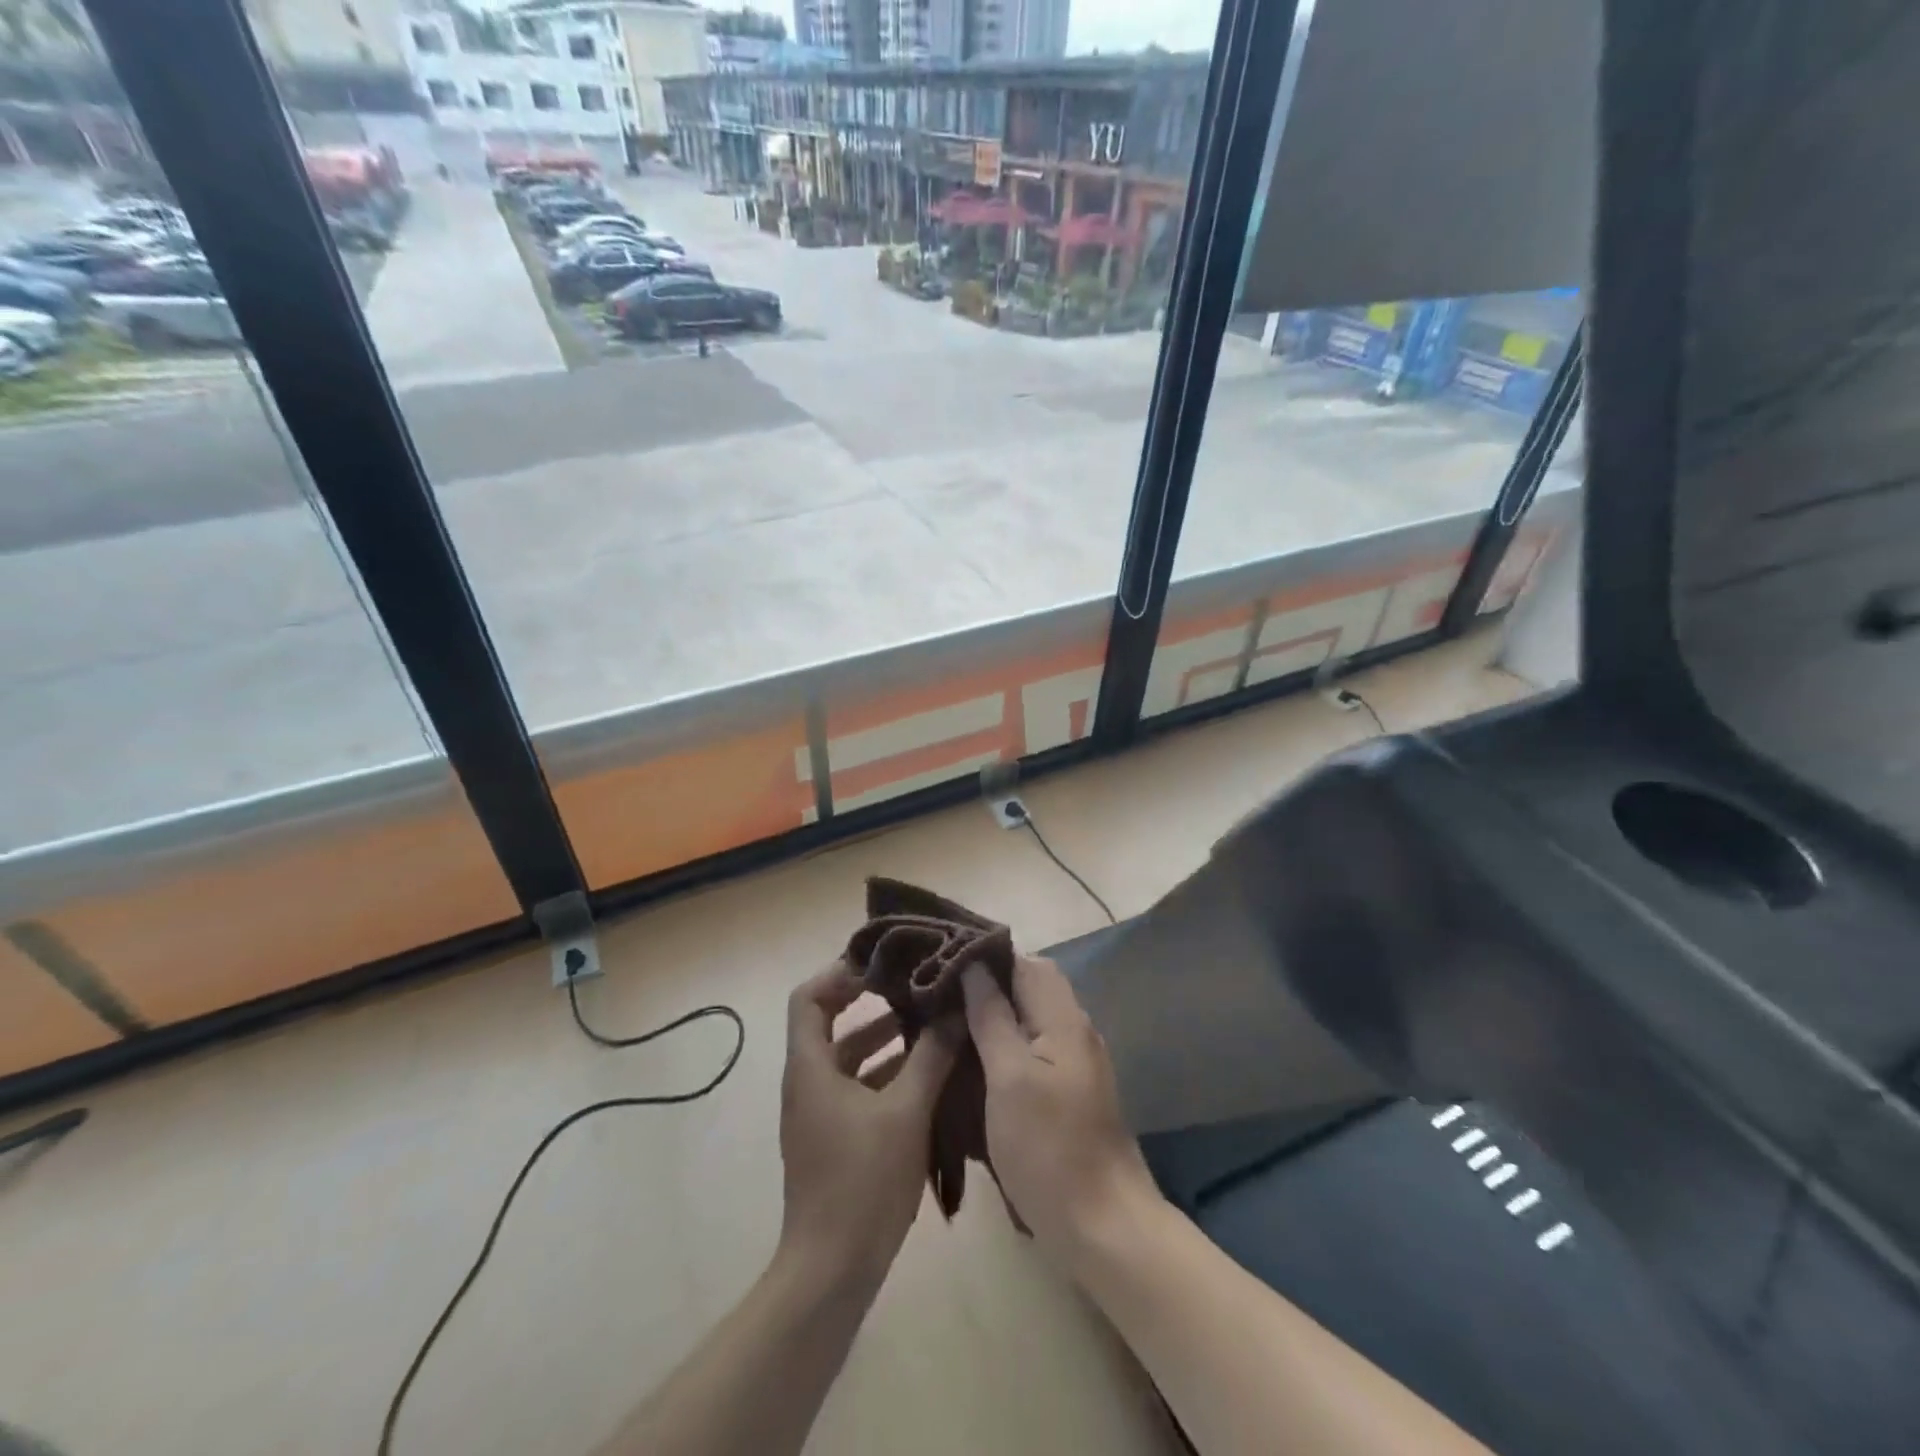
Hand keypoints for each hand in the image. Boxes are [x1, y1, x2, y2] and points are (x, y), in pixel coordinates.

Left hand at [778, 963, 958, 1292]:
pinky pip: (858, 1089)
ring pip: (849, 1060)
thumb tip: (955, 1010)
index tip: (881, 966)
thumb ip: (931, 1057)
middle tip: (915, 988)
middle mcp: (808, 1083)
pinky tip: (928, 1076)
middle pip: (830, 1025)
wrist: (832, 1271)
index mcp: (810, 1067)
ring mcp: (819, 1113)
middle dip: (872, 1004)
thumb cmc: (862, 1181)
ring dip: (885, 1041)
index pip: (808, 998)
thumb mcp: (905, 1111)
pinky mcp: (834, 1138)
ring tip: (931, 1026)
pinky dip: (887, 1075)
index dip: (839, 974)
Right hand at [963, 957, 1159, 1269]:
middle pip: (1029, 986)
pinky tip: (975, 1060)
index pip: (1024, 961)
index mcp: (1062, 1018)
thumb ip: (992, 1016)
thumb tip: (974, 966)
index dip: (985, 955)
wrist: (1103, 1226)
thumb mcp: (1010, 1077)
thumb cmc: (1049, 1148)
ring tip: (948, 1021)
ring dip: (994, 1013)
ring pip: (1030, 1017)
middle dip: (986, 984)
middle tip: (939, 994)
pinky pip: (1034, 1046)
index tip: (941, 960)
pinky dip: (1005, 1042)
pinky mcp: (1069, 1090)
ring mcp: (1075, 1061)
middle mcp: (1074, 1029)